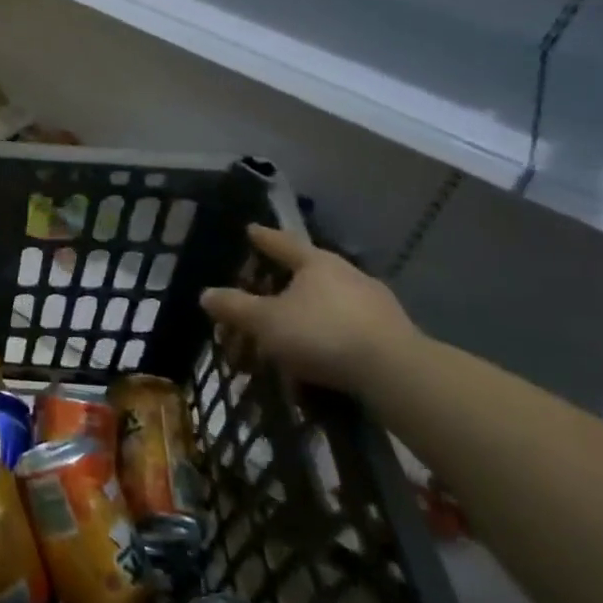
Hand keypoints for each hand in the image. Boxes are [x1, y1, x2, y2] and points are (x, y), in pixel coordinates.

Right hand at [200, 225, 422, 394]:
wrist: (397, 373)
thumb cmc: (322, 334)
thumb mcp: (267, 322)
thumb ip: (236, 307)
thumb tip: (206, 294)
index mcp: (317, 263)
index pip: (283, 243)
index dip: (264, 238)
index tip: (251, 229)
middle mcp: (348, 275)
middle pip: (310, 271)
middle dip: (286, 280)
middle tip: (266, 287)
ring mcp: (375, 304)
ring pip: (331, 301)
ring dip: (308, 312)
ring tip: (290, 329)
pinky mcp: (392, 334)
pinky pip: (348, 328)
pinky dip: (329, 335)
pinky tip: (319, 354)